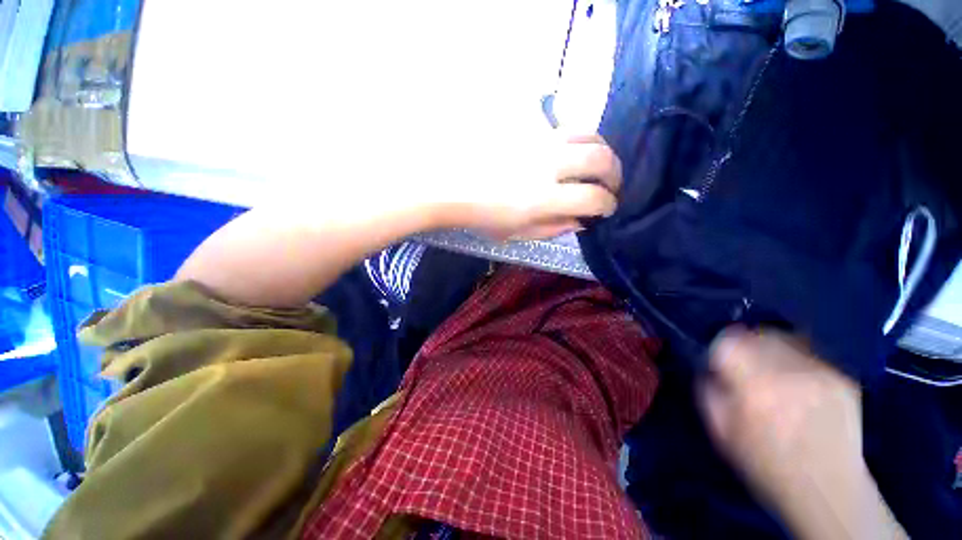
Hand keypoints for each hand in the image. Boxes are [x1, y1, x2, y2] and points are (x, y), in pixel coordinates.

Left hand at [434, 134, 621, 240]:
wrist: (449, 185)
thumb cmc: (481, 216)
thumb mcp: (517, 233)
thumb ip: (553, 228)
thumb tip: (581, 221)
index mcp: (544, 199)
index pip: (594, 198)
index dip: (608, 205)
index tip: (607, 208)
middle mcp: (548, 164)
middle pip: (601, 159)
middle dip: (614, 174)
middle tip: (610, 184)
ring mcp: (537, 139)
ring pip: (587, 132)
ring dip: (600, 149)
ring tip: (595, 162)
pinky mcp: (526, 123)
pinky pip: (557, 120)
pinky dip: (568, 135)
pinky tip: (563, 146)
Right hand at [699, 327, 905, 539]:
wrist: (826, 489)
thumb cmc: (765, 463)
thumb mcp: (721, 430)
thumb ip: (708, 390)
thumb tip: (710, 367)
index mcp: (754, 385)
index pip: (728, 340)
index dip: (720, 347)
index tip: (721, 361)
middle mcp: (788, 372)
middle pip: (758, 334)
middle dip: (746, 344)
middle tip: (745, 364)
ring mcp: (821, 373)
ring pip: (785, 339)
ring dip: (771, 349)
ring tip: (771, 372)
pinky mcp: (842, 380)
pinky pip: (809, 356)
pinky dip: (797, 362)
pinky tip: (797, 385)